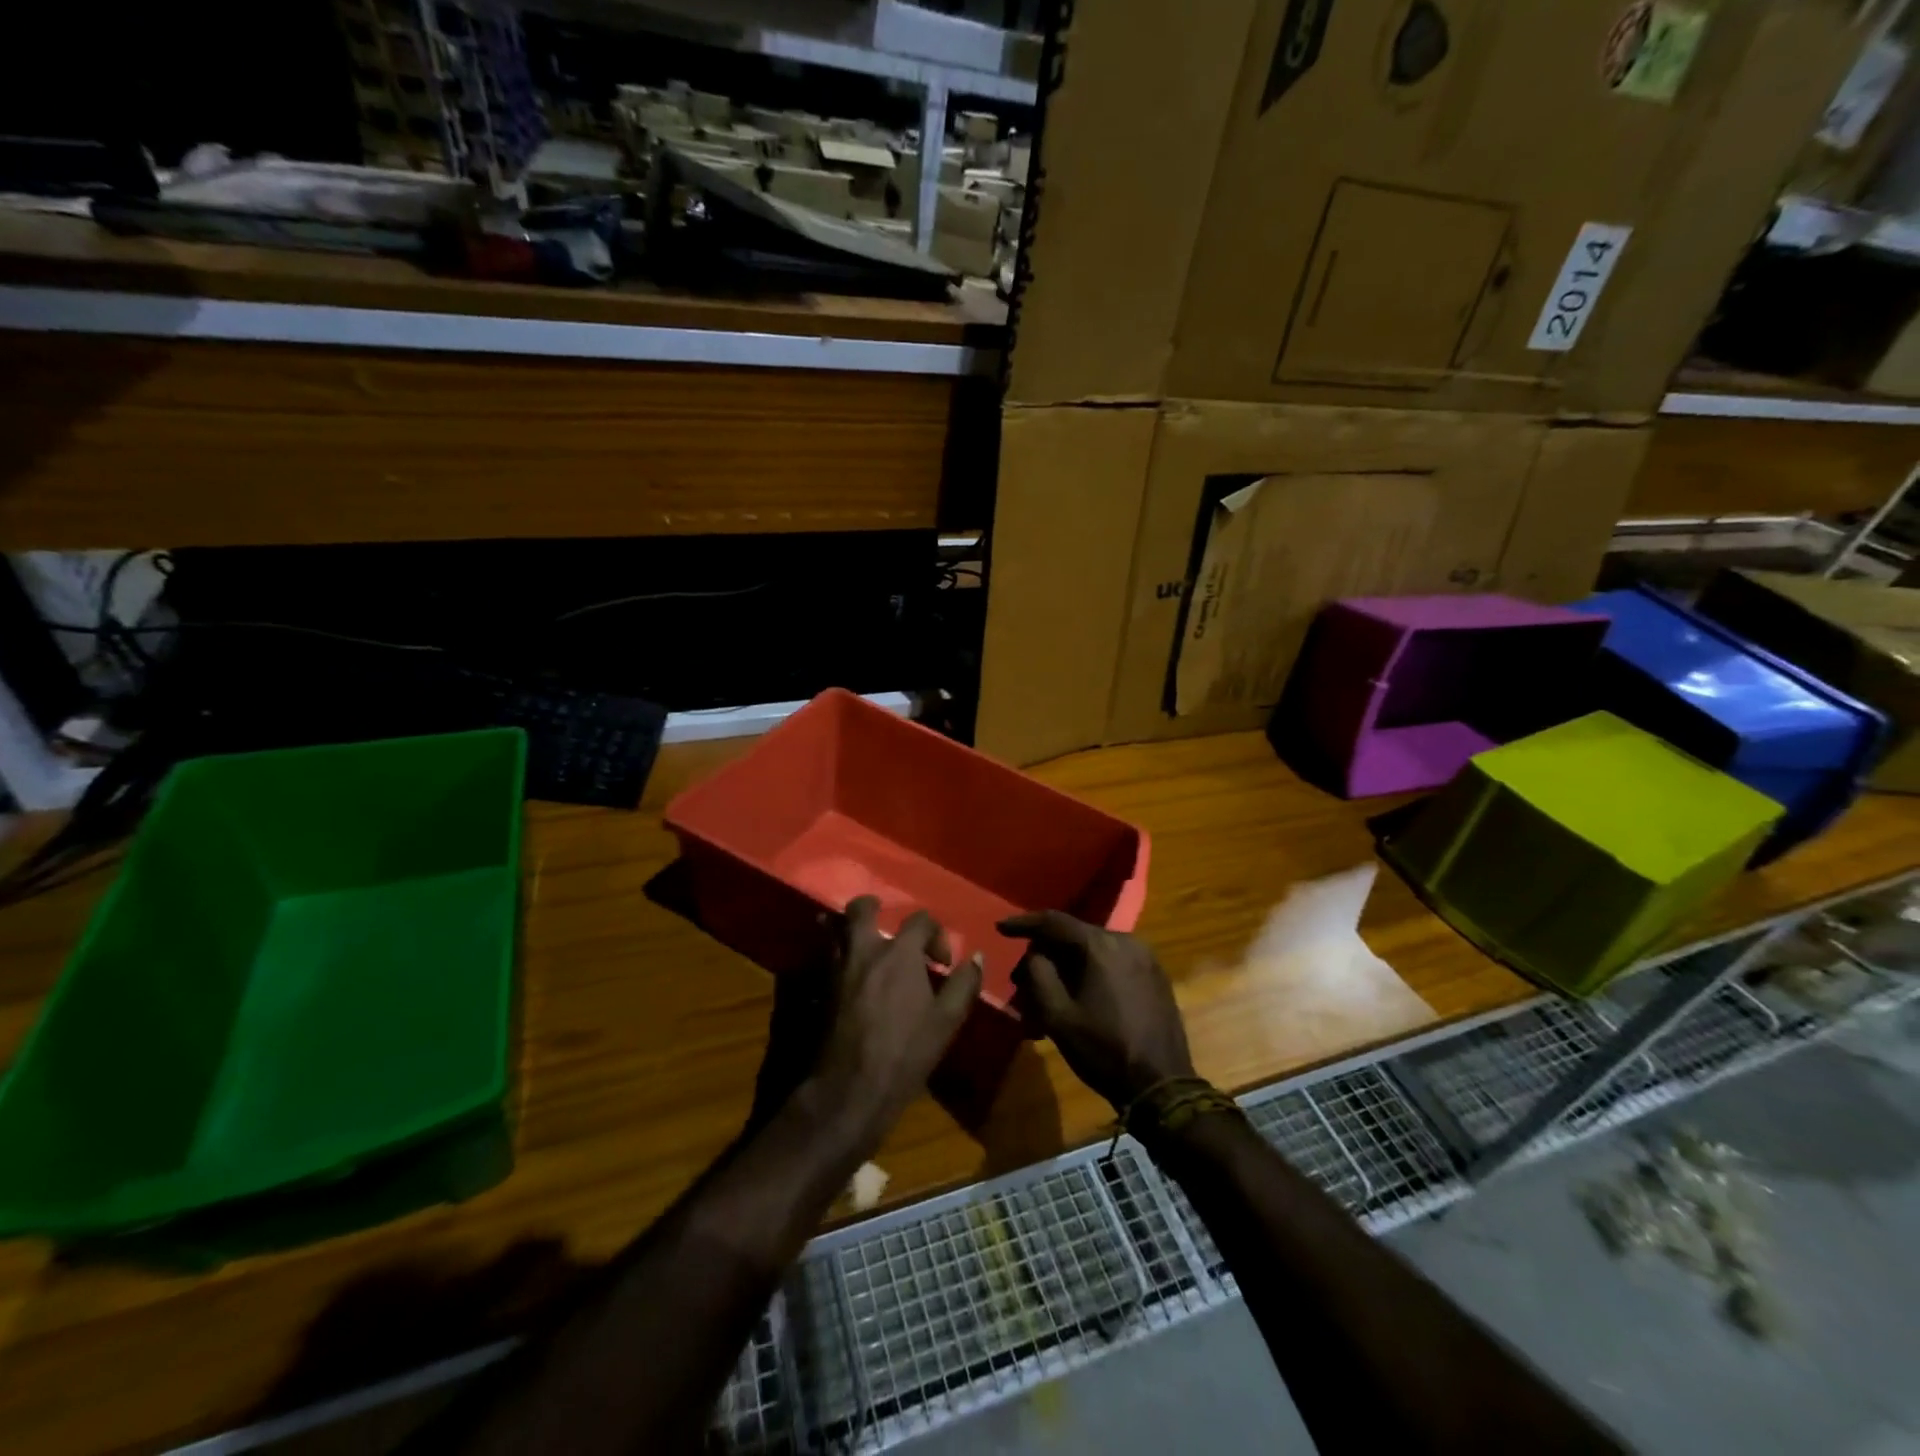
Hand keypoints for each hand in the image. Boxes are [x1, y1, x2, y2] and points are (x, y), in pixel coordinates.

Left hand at [807, 897, 982, 1150]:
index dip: (935, 934)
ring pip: (835, 928)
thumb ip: (964, 984)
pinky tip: (850, 970)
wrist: (852, 1086)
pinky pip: (825, 954)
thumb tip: (977, 958)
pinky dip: (835, 950)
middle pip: (861, 909)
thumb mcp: (947, 1020)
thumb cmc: (906, 1051)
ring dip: (849, 927)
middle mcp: (865, 950)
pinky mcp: (820, 987)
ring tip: (865, 942)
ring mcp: (838, 967)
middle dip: (874, 908)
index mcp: (899, 953)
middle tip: (887, 922)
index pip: (919, 920)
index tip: (942, 963)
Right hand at [1001, 911, 1193, 1111]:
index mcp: (1100, 946)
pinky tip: (1082, 995)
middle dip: (1047, 953)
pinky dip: (1092, 971)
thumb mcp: (1057, 1016)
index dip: (1024, 923)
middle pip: (1074, 935)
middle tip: (1024, 978)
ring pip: (1094, 949)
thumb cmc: (1103, 1050)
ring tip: (1052, 993)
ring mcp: (1145, 956)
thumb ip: (1038, 974)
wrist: (1162, 1085)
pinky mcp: (1155, 973)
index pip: (1054, 922)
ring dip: (1070, 965)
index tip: (1000, 928)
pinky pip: (1114, 961)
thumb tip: (1034, 953)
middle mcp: (1125, 940)